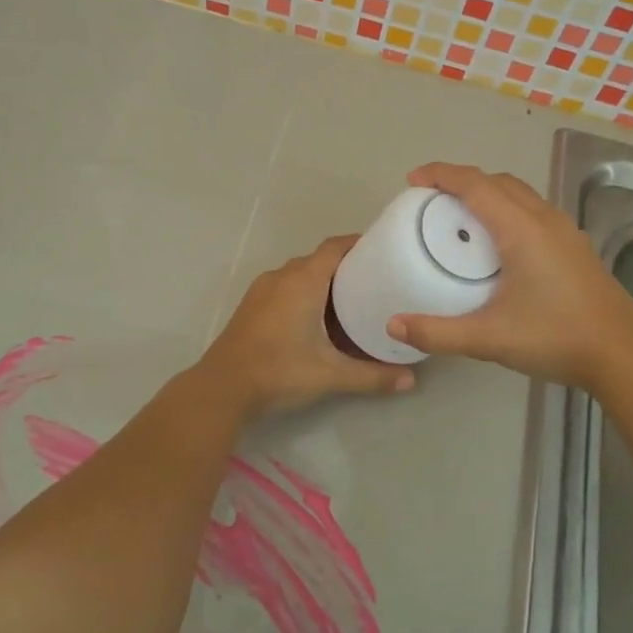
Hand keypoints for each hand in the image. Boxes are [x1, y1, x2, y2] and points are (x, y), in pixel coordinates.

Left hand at [201, 235, 415, 418]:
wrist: (221, 388)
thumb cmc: (279, 371)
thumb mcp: (330, 375)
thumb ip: (372, 376)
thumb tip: (410, 380)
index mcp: (304, 280)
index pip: (335, 246)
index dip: (359, 243)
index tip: (384, 250)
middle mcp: (283, 276)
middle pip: (320, 260)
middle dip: (346, 267)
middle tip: (375, 282)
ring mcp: (263, 289)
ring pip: (300, 274)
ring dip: (323, 282)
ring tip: (351, 301)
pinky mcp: (252, 305)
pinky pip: (285, 286)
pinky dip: (304, 293)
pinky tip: (317, 319)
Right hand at [385, 163, 632, 390]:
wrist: (623, 355)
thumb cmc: (556, 338)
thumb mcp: (490, 338)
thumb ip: (438, 332)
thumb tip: (393, 325)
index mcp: (522, 229)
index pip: (475, 184)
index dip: (442, 174)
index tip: (414, 179)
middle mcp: (544, 219)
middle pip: (498, 181)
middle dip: (462, 181)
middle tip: (431, 200)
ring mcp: (565, 231)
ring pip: (520, 194)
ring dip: (488, 193)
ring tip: (461, 217)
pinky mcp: (575, 246)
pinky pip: (533, 210)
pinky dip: (507, 209)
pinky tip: (499, 244)